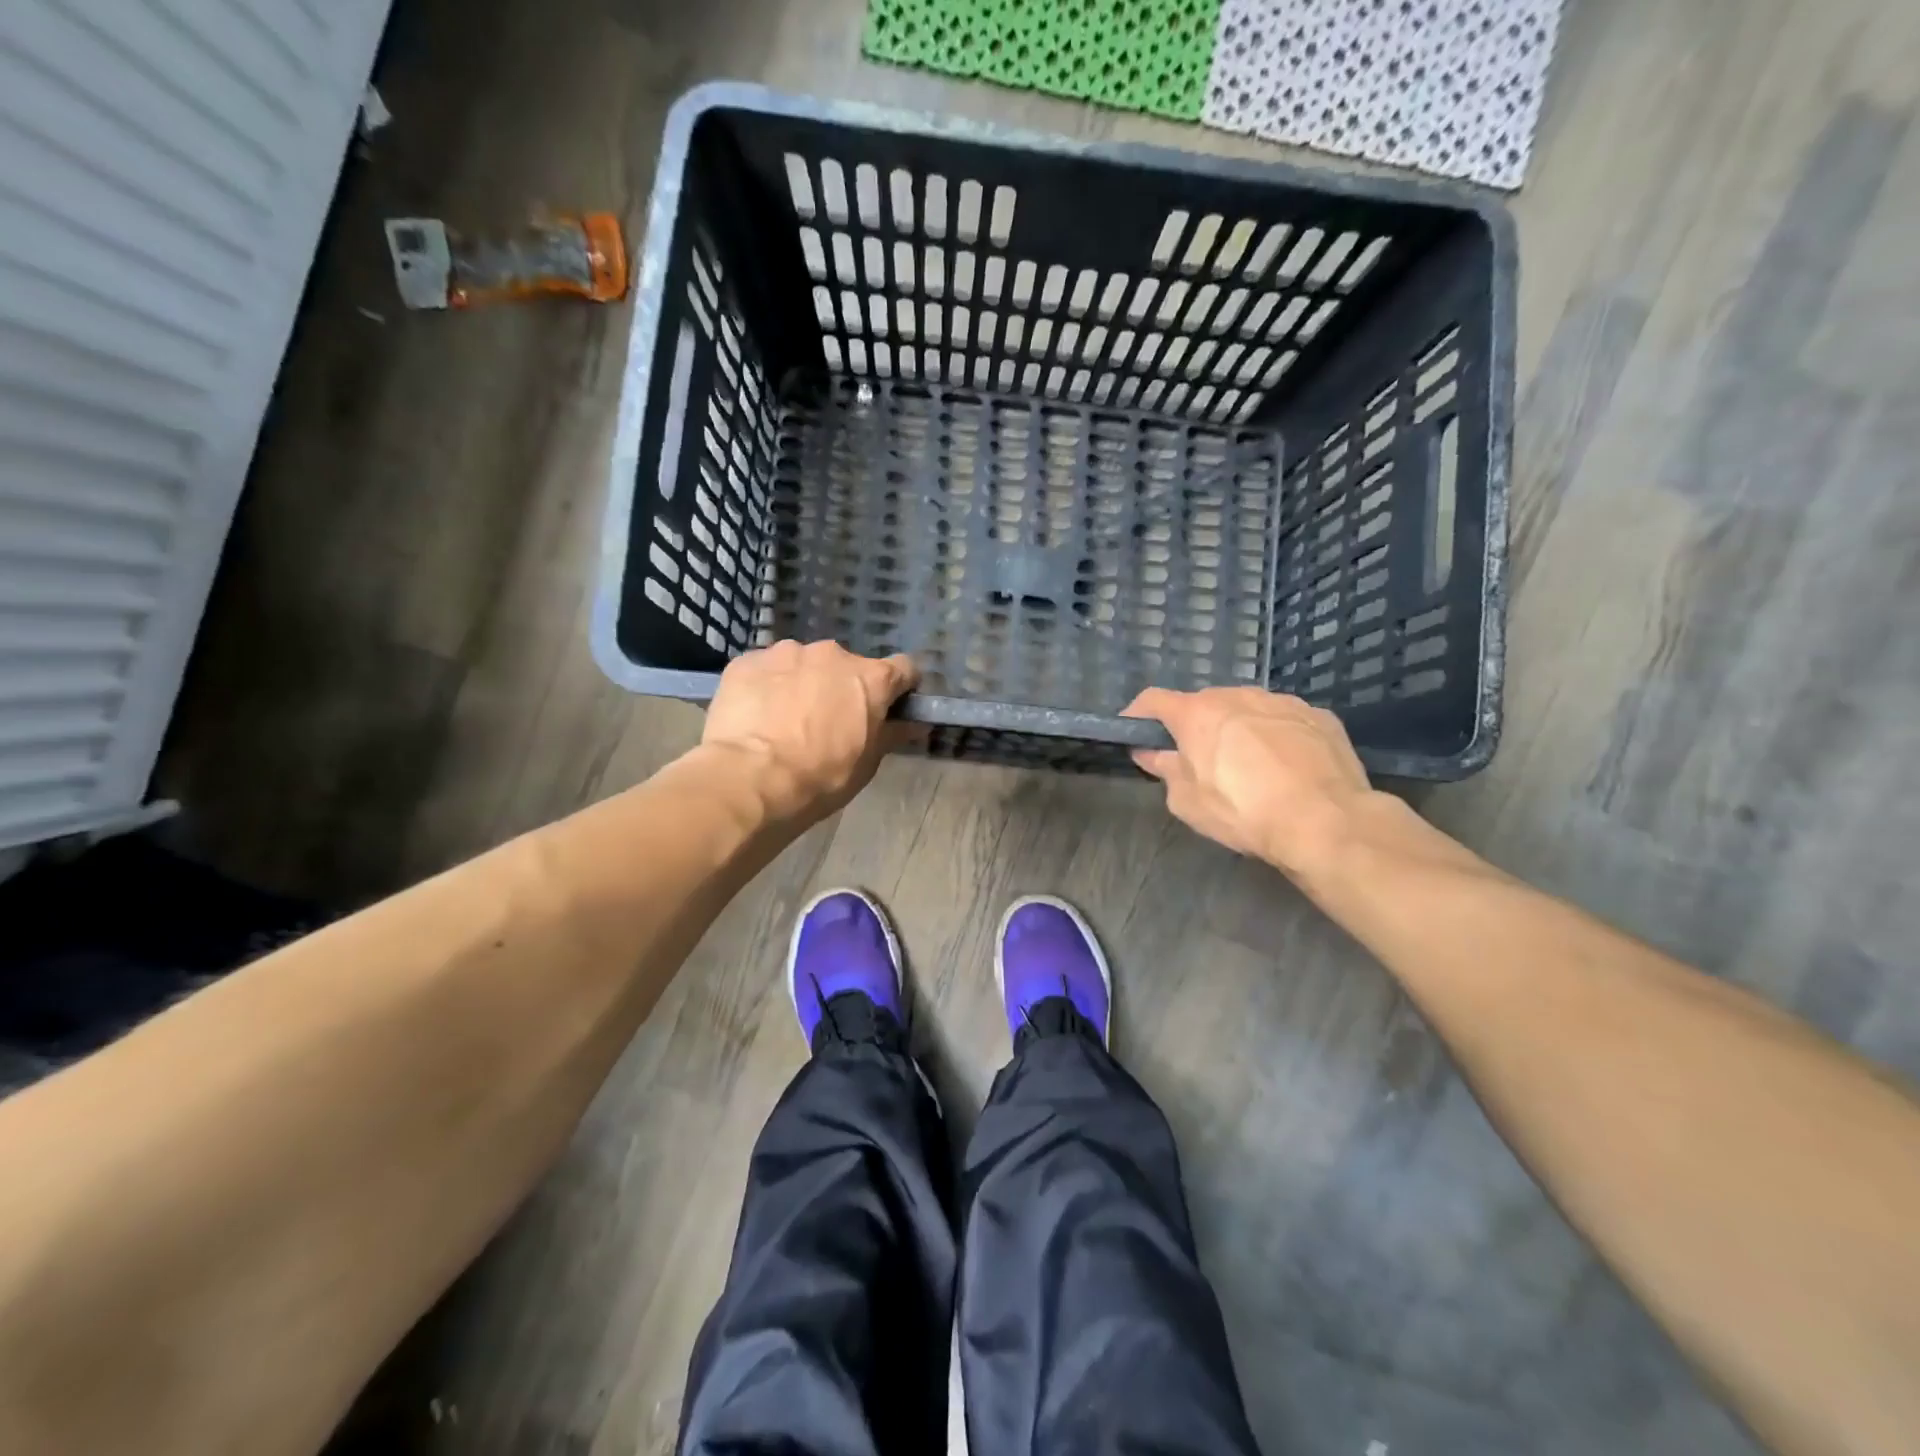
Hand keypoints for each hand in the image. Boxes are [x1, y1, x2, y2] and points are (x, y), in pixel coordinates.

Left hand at [703, 640, 918, 821]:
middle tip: (828, 723)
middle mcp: (832, 654)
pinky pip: (766, 671)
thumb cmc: (820, 778)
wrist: (749, 780)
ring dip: (803, 684)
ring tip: (785, 720)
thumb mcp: (866, 764)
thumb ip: (891, 734)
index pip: (903, 669)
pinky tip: (756, 717)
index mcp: (871, 678)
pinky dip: (767, 687)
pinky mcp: (747, 661)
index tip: (890, 707)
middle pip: (847, 666)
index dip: (899, 688)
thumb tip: (914, 723)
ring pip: (803, 664)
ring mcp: (786, 652)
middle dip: (842, 688)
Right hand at [1123, 687, 1373, 879]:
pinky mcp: (1318, 716)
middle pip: (1203, 704)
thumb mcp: (1188, 802)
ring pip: (1246, 709)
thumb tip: (1151, 753)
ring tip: (1247, 766)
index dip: (1138, 715)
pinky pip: (1283, 721)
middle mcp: (1237, 696)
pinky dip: (1274, 736)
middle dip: (1193, 726)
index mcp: (1197, 714)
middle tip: (1195, 760)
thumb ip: (1165, 770)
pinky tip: (1285, 768)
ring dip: (1236, 729)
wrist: (1327, 821)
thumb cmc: (1244, 812)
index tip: (1133, 733)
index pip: (1154, 700)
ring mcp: (1281, 702)